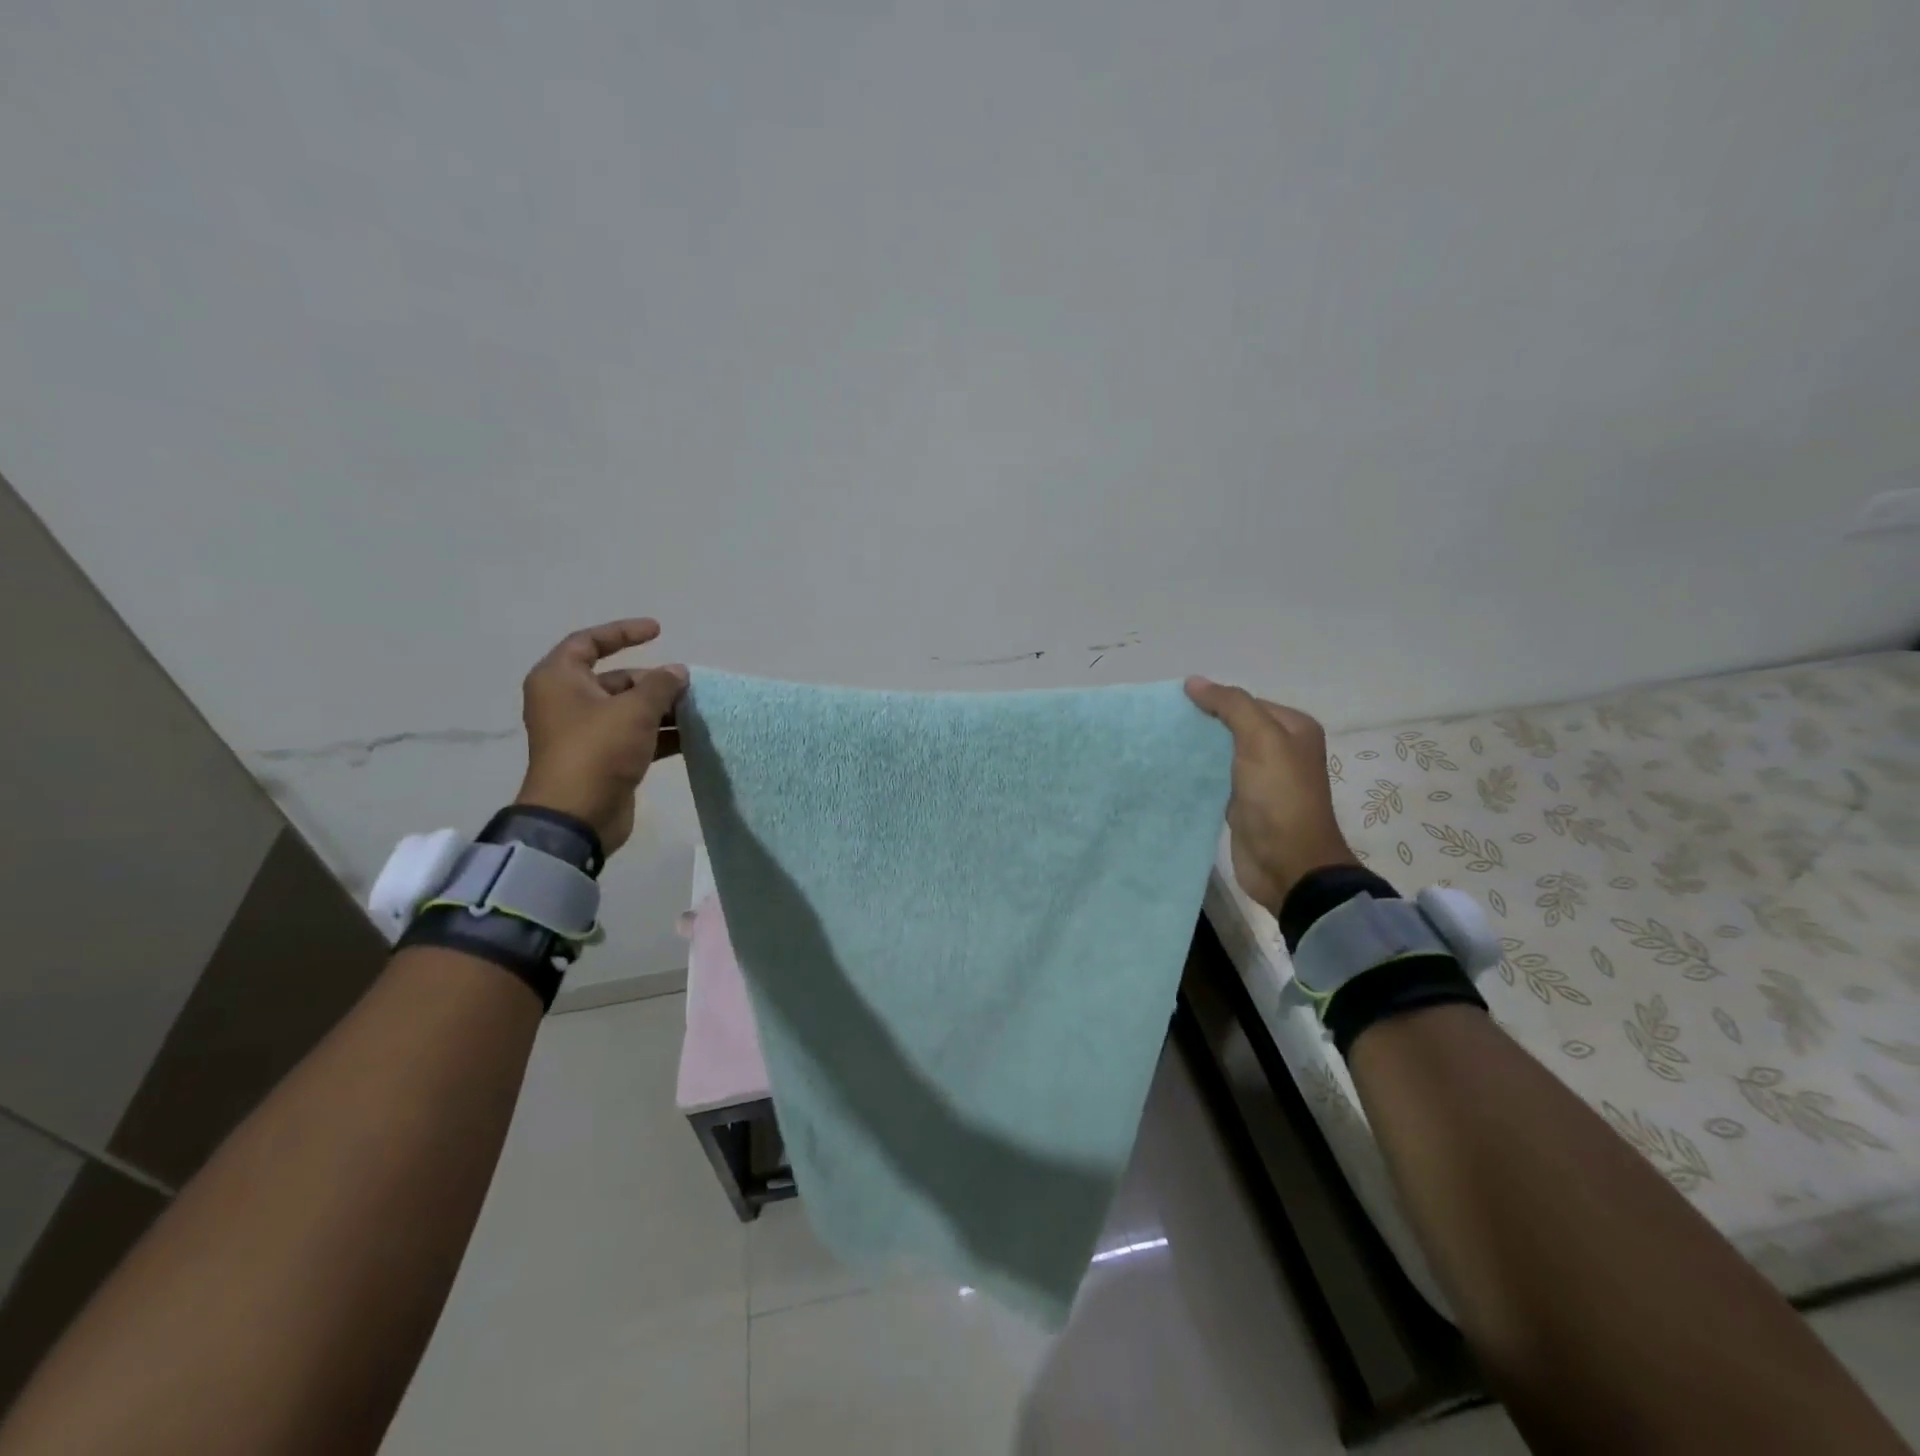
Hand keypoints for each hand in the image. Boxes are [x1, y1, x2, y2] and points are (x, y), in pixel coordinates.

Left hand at [515, 618, 686, 854]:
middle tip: (687, 685)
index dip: (623, 632)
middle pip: (616, 679)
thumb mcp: (634, 710)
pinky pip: (634, 736)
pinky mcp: (602, 758)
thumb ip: (660, 685)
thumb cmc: (597, 751)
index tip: (659, 631)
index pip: (589, 642)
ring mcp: (585, 732)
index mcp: (560, 680)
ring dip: (662, 709)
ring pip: (628, 710)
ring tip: (696, 710)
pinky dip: (659, 734)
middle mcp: (568, 701)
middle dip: (654, 681)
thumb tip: (678, 672)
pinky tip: (691, 737)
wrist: (577, 816)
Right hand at [1184, 677, 1357, 915]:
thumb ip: (1230, 706)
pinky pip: (1214, 780)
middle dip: (1200, 725)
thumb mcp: (1260, 740)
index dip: (1213, 701)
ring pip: (1220, 754)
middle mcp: (1279, 751)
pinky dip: (1194, 776)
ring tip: (1157, 745)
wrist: (1288, 865)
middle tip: (1161, 725)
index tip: (1175, 706)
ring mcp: (1260, 780)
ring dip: (1194, 751)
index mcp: (1293, 729)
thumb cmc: (1280, 797)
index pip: (1245, 702)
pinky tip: (1168, 772)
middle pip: (1232, 727)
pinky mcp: (1241, 805)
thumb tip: (1193, 682)